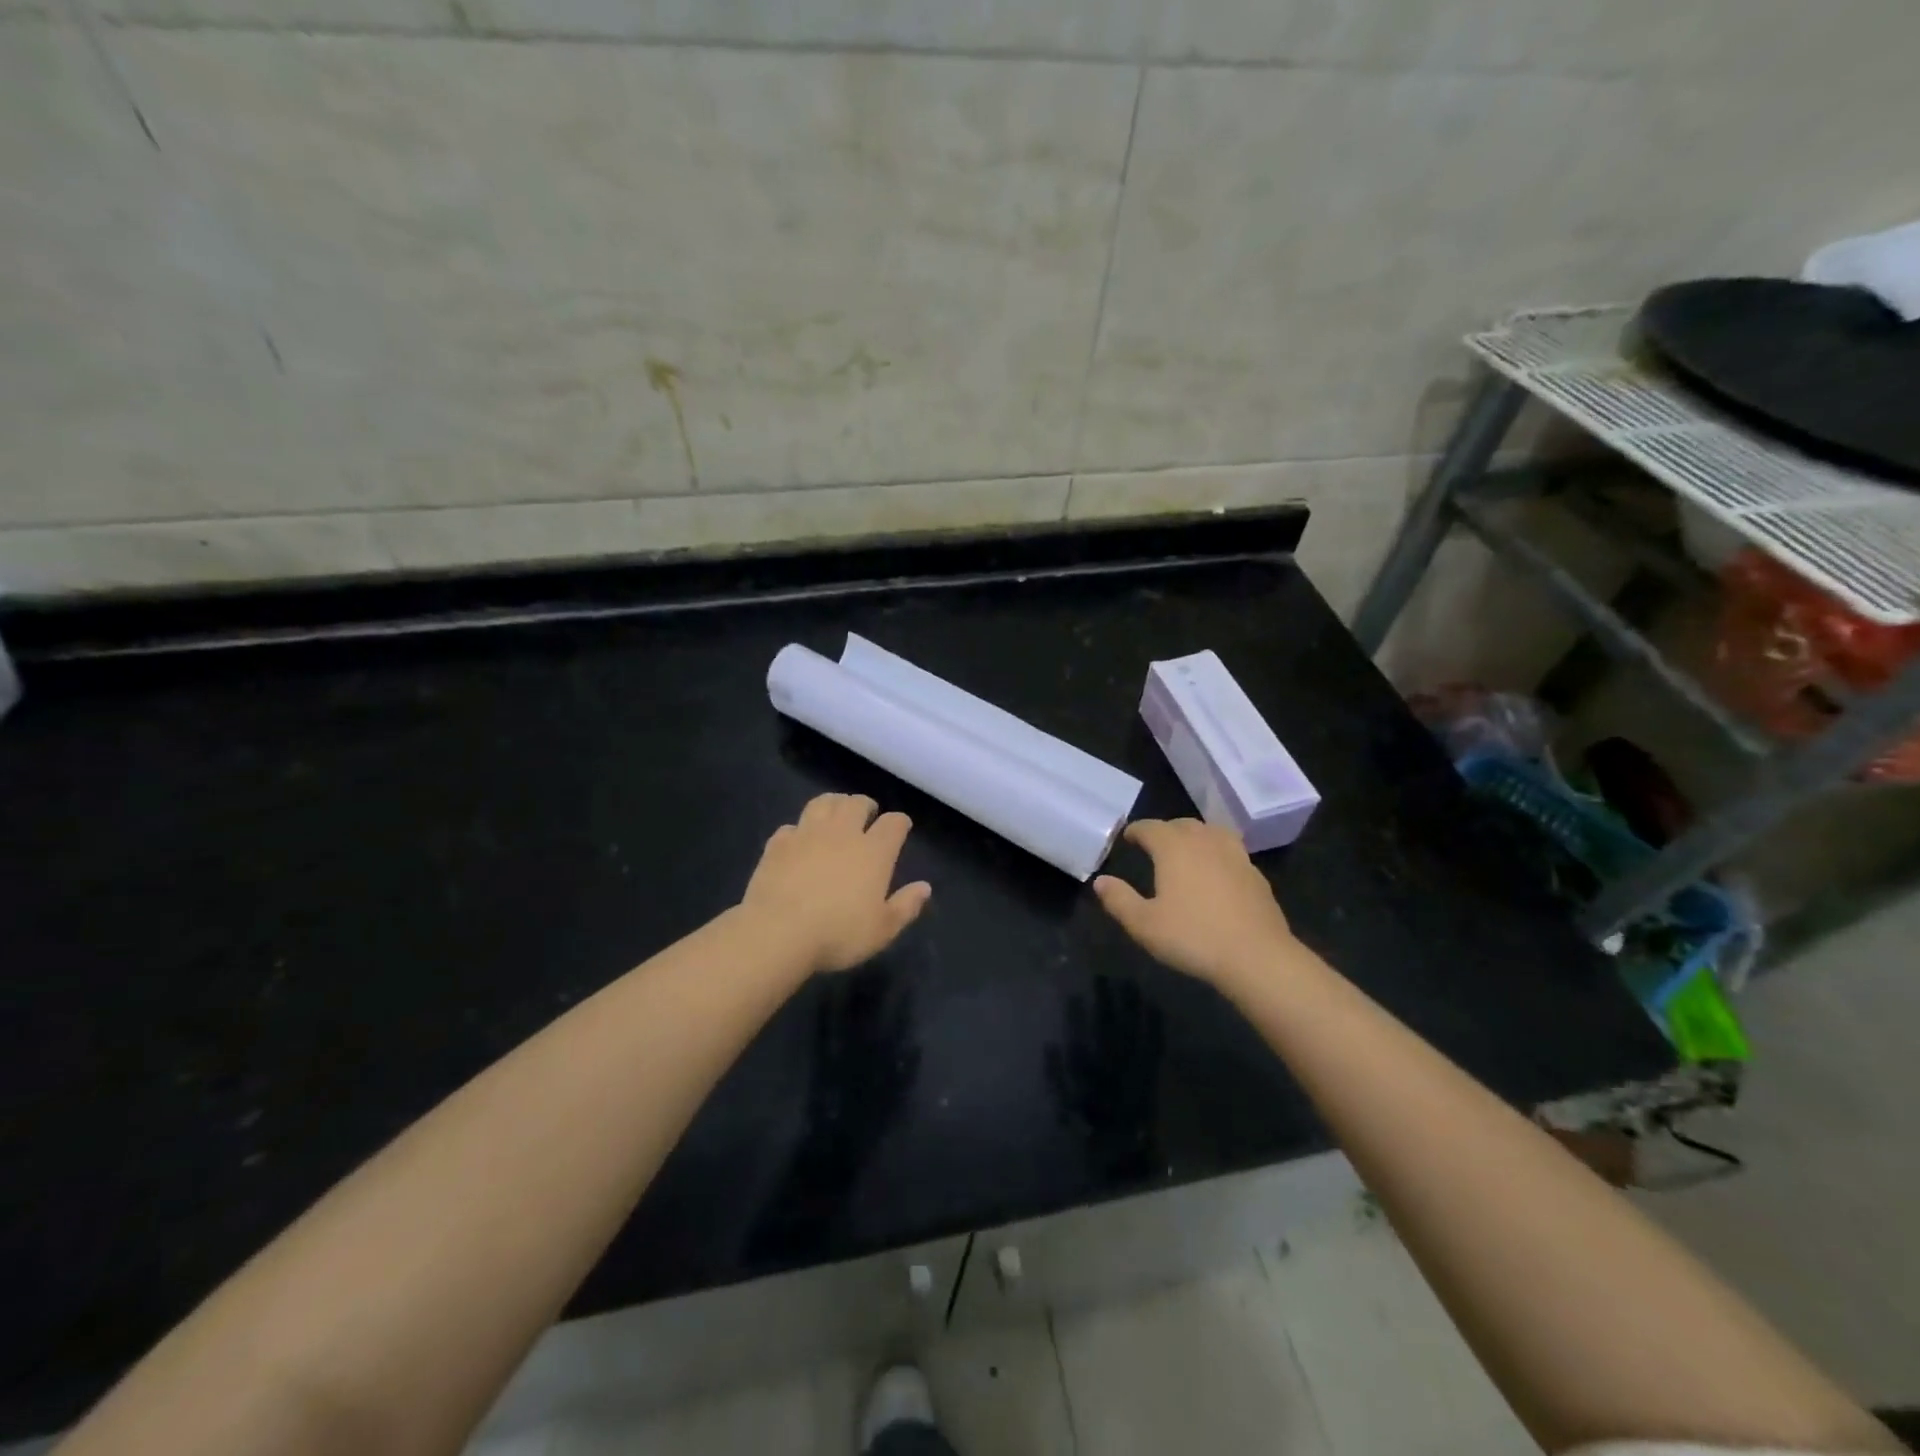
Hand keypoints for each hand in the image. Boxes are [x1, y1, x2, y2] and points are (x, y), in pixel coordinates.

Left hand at [740, 794, 931, 974]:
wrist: (778, 932)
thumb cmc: (838, 933)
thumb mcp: (882, 929)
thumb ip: (906, 906)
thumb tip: (924, 887)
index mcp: (874, 852)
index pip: (893, 823)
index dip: (899, 822)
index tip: (901, 827)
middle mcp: (842, 833)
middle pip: (856, 803)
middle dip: (865, 805)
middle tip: (867, 813)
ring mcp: (807, 834)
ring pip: (823, 803)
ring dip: (833, 803)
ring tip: (836, 812)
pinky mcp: (778, 844)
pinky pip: (791, 826)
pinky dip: (798, 830)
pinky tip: (798, 840)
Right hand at [1093, 819, 1298, 987]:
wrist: (1256, 957)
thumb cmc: (1193, 938)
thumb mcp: (1144, 925)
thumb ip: (1119, 900)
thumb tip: (1100, 881)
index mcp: (1174, 848)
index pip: (1150, 828)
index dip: (1136, 830)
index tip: (1127, 837)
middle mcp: (1204, 842)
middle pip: (1182, 825)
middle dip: (1165, 830)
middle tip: (1154, 844)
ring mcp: (1234, 856)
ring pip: (1211, 832)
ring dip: (1195, 836)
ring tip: (1187, 850)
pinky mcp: (1255, 874)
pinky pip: (1231, 851)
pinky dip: (1217, 853)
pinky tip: (1216, 872)